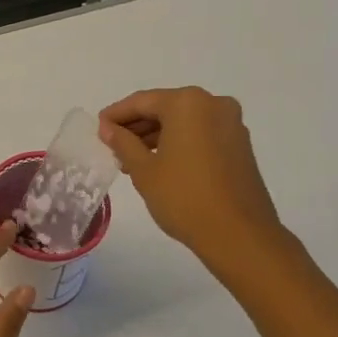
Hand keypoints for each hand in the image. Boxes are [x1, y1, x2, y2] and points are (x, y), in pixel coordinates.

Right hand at [98, 88, 292, 286]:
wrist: (239, 235)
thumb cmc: (184, 197)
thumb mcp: (143, 169)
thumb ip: (122, 142)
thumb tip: (108, 128)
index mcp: (188, 103)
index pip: (142, 101)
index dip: (116, 115)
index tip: (98, 129)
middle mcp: (213, 104)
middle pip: (165, 108)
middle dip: (137, 126)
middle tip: (112, 146)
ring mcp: (231, 124)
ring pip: (183, 122)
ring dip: (156, 136)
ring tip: (131, 160)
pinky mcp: (239, 145)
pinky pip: (200, 134)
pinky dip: (178, 143)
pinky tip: (159, 164)